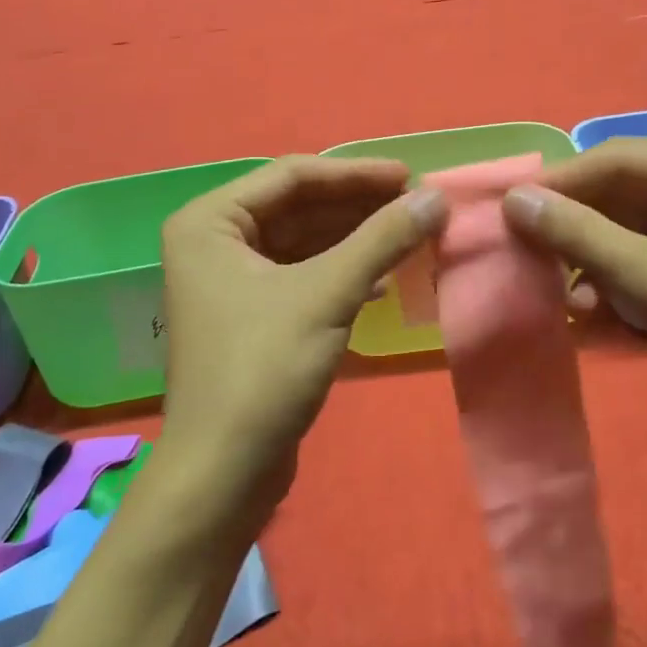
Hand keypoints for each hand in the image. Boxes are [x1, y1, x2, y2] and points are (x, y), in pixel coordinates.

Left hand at [159, 156, 446, 507]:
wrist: (224, 473)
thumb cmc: (264, 369)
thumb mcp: (328, 294)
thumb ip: (382, 238)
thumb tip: (437, 197)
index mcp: (210, 221)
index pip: (292, 176)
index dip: (355, 174)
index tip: (411, 176)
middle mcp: (214, 241)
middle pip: (299, 206)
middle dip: (359, 206)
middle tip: (419, 205)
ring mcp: (232, 280)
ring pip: (305, 241)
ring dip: (358, 239)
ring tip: (412, 235)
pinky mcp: (253, 314)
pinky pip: (304, 274)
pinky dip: (344, 271)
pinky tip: (386, 279)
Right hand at [503, 135, 646, 449]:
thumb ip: (582, 237)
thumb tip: (513, 200)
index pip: (624, 159)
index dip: (562, 183)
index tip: (506, 207)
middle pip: (620, 190)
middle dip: (573, 226)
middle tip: (518, 247)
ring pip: (620, 222)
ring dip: (586, 257)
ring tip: (553, 288)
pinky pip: (634, 250)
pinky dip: (608, 277)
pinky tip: (588, 310)